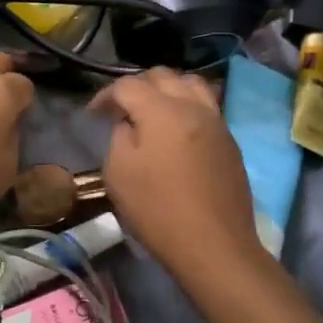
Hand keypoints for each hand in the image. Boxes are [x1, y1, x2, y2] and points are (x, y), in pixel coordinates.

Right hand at [90, 68, 261, 281]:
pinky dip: (188, 105)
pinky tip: (178, 129)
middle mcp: (192, 106)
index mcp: (161, 110)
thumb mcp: (119, 173)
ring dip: (167, 89)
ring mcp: (216, 121)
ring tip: (154, 111)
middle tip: (122, 110)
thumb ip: (120, 136)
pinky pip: (207, 105)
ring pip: (190, 84)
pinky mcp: (230, 140)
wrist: (215, 245)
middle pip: (162, 76)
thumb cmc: (158, 210)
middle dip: (137, 86)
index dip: (105, 95)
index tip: (93, 114)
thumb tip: (130, 124)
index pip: (128, 85)